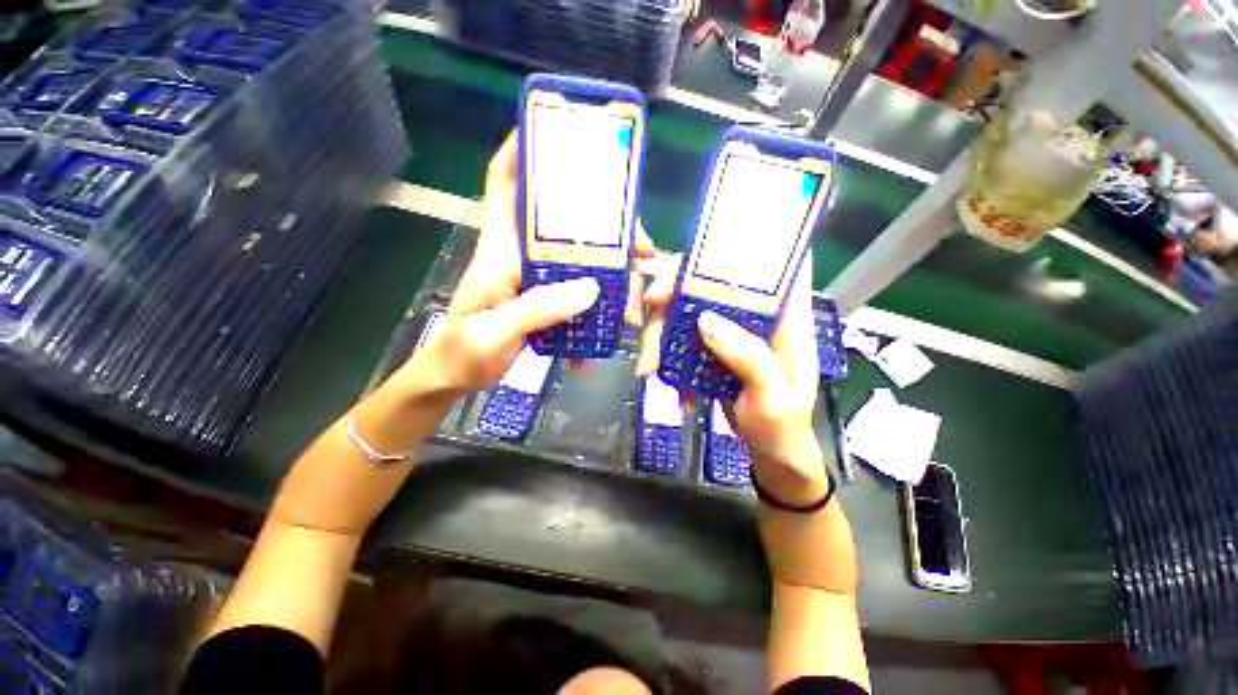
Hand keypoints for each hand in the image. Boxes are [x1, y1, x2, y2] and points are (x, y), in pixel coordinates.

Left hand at [406, 132, 654, 392]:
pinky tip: (612, 328)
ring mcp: (538, 278)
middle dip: (609, 228)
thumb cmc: (461, 352)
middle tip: (642, 250)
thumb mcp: (493, 332)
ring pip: (583, 259)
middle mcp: (521, 254)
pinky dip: (602, 307)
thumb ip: (538, 308)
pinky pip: (582, 292)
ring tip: (633, 306)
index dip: (524, 150)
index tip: (561, 134)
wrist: (455, 377)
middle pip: (566, 221)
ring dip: (615, 276)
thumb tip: (592, 286)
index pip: (505, 182)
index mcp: (500, 249)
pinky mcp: (547, 299)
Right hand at [638, 257, 827, 502]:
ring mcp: (729, 333)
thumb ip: (747, 357)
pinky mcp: (710, 351)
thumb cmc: (783, 427)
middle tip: (643, 312)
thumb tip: (703, 319)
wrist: (770, 455)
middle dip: (673, 294)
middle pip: (710, 284)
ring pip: (687, 314)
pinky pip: (680, 342)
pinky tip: (670, 387)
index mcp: (784, 318)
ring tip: (648, 371)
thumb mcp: (774, 397)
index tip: (694, 259)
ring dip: (661, 338)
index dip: (735, 249)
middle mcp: (754, 318)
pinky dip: (667, 360)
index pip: (767, 267)